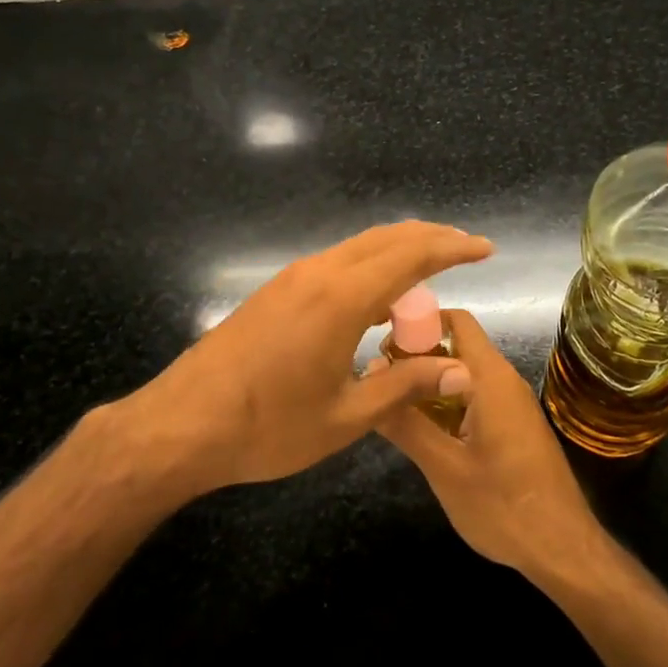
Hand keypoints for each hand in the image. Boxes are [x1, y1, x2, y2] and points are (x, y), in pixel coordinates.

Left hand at [119, 221, 492, 498]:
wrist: (181, 425)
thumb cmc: (268, 428)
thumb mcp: (346, 416)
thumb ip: (406, 385)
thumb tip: (462, 371)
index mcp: (341, 298)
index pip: (411, 256)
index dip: (453, 248)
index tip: (485, 249)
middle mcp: (318, 274)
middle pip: (385, 239)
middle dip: (430, 238)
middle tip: (466, 248)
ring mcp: (291, 280)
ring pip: (357, 248)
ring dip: (398, 252)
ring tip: (430, 270)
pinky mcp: (274, 293)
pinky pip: (334, 265)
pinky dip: (368, 268)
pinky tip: (377, 300)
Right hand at [374, 309, 600, 578]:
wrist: (562, 550)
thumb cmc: (503, 506)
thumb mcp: (444, 466)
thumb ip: (405, 422)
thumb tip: (368, 377)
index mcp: (490, 378)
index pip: (455, 321)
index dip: (416, 322)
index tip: (378, 343)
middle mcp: (503, 381)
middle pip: (455, 346)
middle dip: (414, 357)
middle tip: (375, 382)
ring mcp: (510, 404)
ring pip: (461, 375)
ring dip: (426, 383)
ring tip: (388, 404)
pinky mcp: (511, 426)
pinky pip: (472, 398)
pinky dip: (443, 403)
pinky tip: (419, 430)